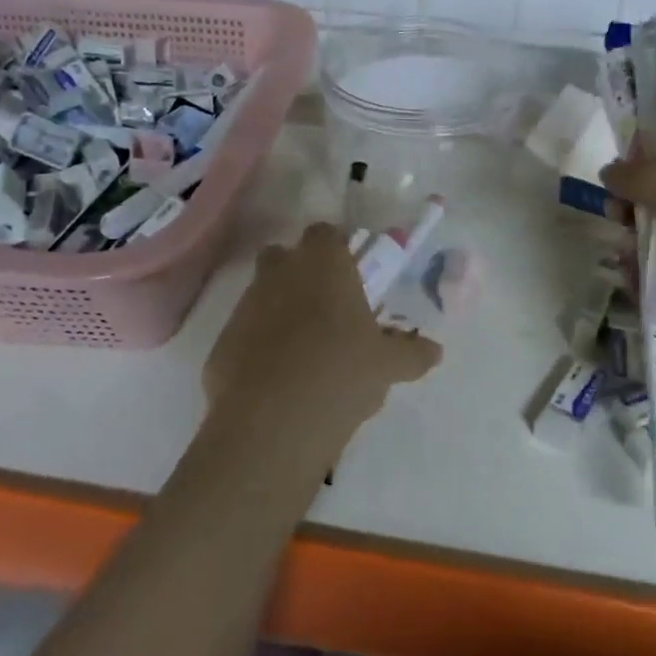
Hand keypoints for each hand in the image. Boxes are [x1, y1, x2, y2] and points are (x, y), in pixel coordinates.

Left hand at [204, 222, 439, 434]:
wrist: (272, 421)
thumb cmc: (341, 372)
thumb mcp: (389, 366)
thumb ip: (412, 353)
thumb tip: (433, 351)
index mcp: (324, 264)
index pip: (326, 233)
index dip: (338, 248)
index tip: (352, 273)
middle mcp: (280, 273)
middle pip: (286, 257)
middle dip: (302, 274)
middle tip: (329, 308)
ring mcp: (245, 305)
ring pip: (263, 294)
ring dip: (281, 311)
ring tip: (307, 350)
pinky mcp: (222, 342)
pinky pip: (246, 333)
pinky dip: (260, 345)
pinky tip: (279, 379)